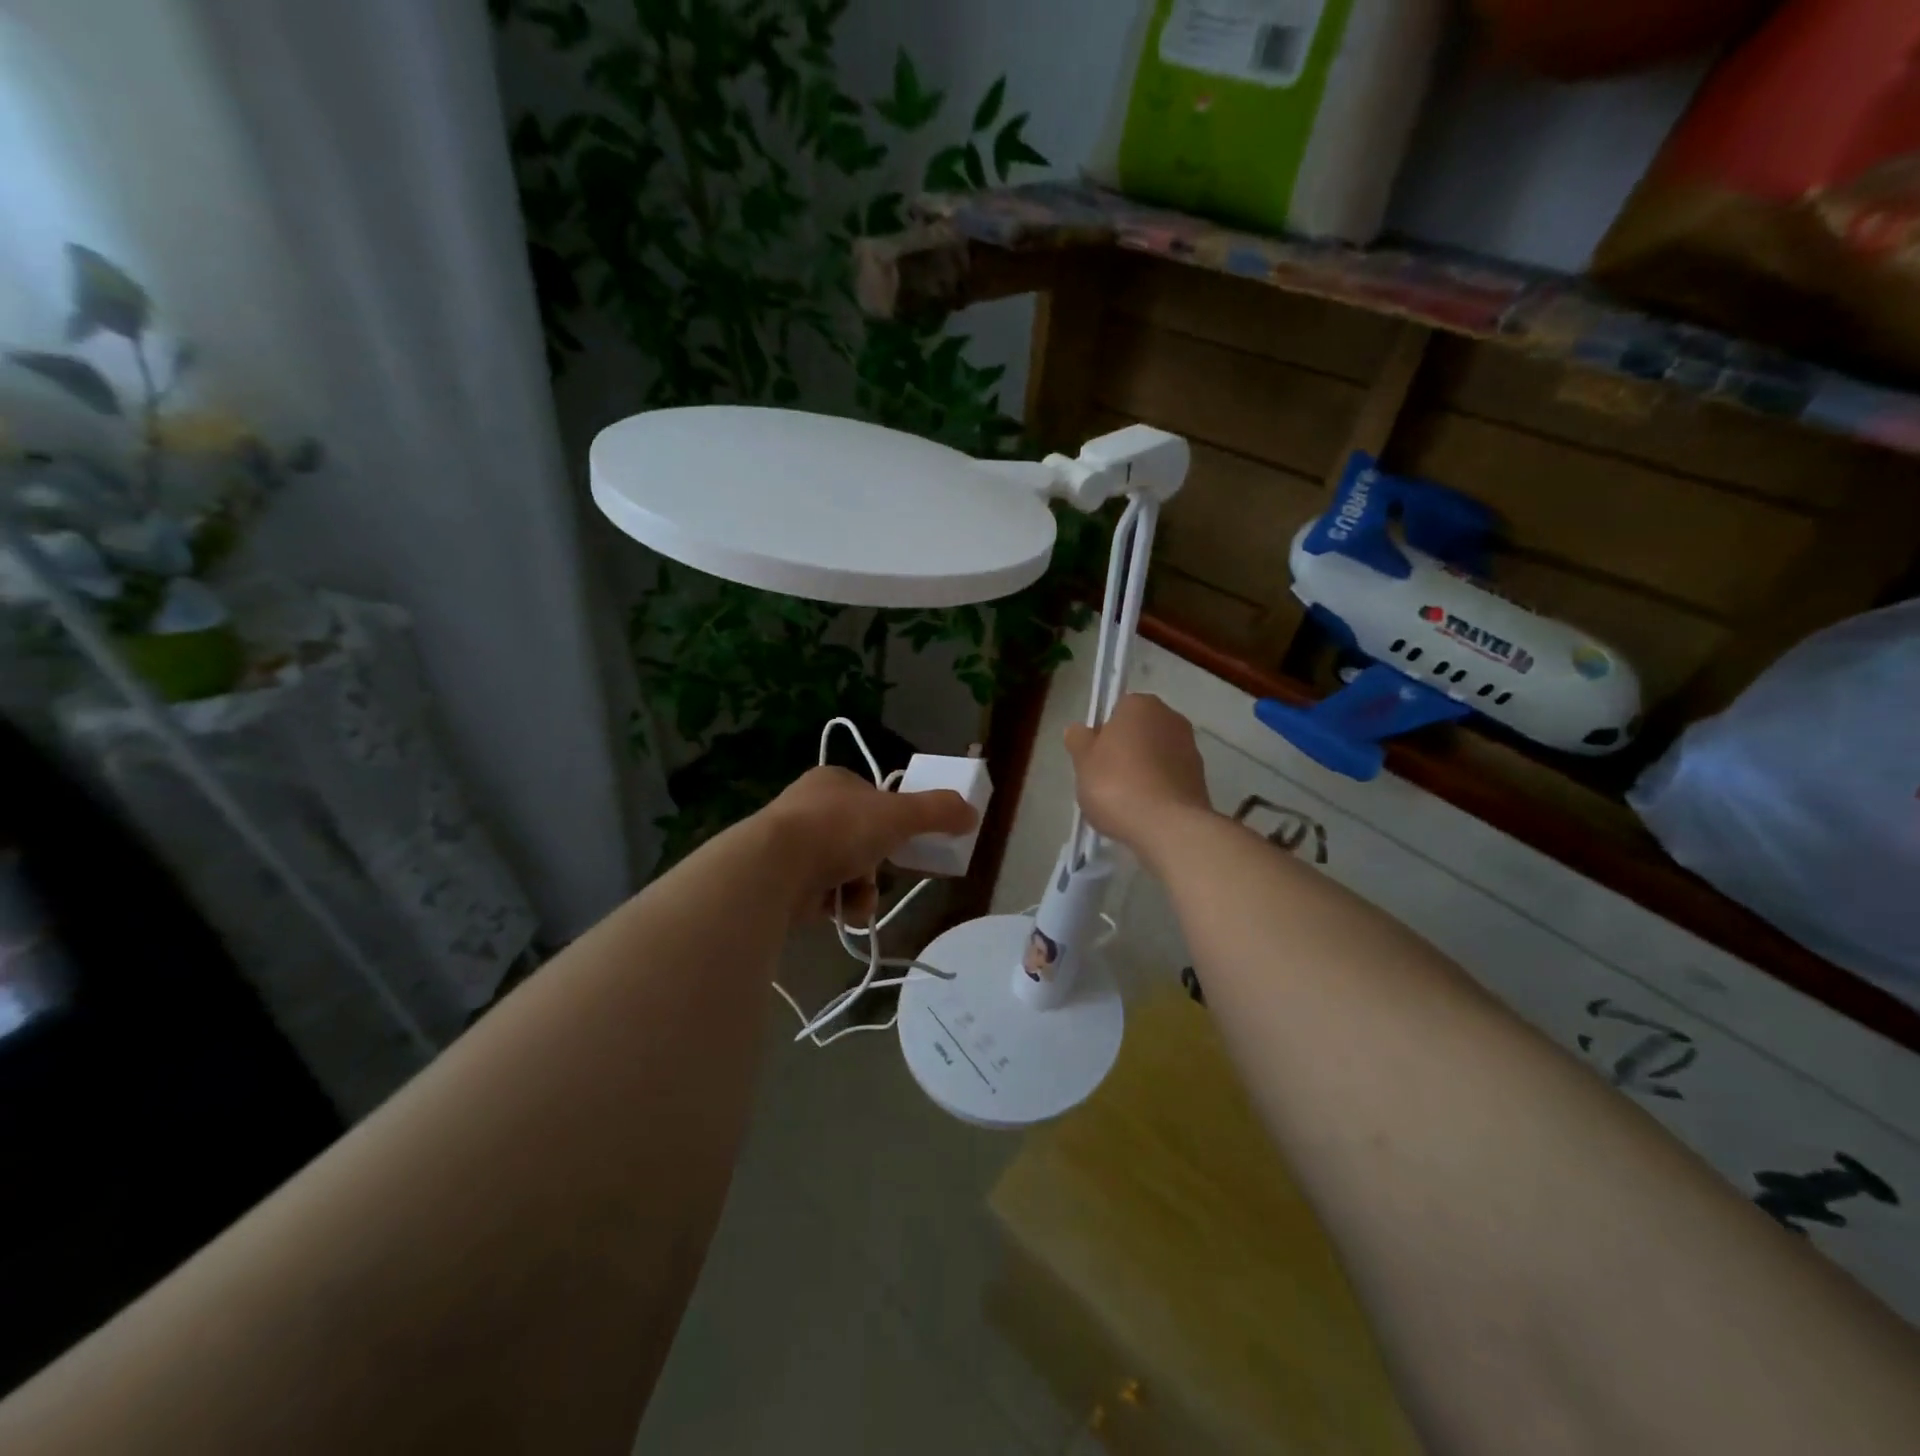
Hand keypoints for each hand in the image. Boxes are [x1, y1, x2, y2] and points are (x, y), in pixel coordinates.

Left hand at [761, 766, 976, 921]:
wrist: (774, 867)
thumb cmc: (839, 828)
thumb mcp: (899, 815)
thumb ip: (938, 812)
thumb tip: (972, 813)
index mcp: (832, 781)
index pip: (872, 798)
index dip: (893, 820)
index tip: (906, 841)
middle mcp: (808, 808)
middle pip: (860, 839)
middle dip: (877, 863)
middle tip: (887, 873)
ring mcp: (790, 844)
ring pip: (845, 870)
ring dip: (861, 889)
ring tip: (858, 899)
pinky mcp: (780, 880)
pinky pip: (823, 894)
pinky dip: (837, 904)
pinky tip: (838, 911)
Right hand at [1064, 693, 1212, 853]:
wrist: (1167, 826)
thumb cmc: (1116, 784)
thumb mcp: (1083, 761)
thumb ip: (1079, 740)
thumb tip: (1079, 730)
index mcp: (1140, 705)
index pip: (1117, 710)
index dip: (1103, 733)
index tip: (1093, 757)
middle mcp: (1171, 718)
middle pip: (1139, 732)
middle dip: (1124, 751)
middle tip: (1104, 780)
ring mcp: (1190, 748)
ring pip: (1156, 756)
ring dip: (1142, 771)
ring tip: (1124, 802)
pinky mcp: (1200, 779)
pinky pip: (1169, 778)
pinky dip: (1158, 789)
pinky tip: (1144, 812)